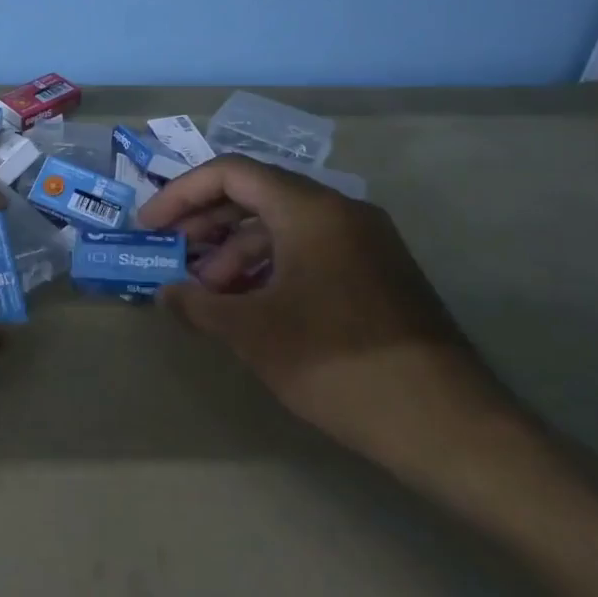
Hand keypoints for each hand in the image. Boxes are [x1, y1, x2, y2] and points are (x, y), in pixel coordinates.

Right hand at [138, 155, 517, 479]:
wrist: (447, 423)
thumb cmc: (338, 363)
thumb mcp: (253, 334)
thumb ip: (199, 305)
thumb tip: (167, 294)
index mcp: (310, 209)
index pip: (231, 173)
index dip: (181, 195)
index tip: (150, 227)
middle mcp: (340, 211)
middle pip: (257, 194)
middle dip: (207, 223)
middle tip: (175, 257)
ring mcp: (365, 241)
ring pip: (284, 225)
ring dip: (238, 251)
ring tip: (211, 294)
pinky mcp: (378, 272)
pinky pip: (311, 249)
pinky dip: (272, 267)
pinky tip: (253, 305)